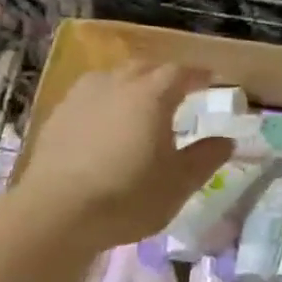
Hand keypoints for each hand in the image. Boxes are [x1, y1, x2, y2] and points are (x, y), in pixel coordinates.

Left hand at [8, 62, 232, 254]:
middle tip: (177, 90)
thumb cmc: (127, 196)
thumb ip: (206, 157)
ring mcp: (82, 96)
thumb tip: (227, 141)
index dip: (199, 75)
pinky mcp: (58, 115)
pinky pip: (90, 96)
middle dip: (165, 75)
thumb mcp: (179, 183)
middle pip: (146, 67)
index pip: (182, 72)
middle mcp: (118, 83)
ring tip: (139, 102)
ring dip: (132, 83)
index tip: (211, 80)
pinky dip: (105, 101)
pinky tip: (104, 122)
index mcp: (152, 94)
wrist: (54, 214)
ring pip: (114, 77)